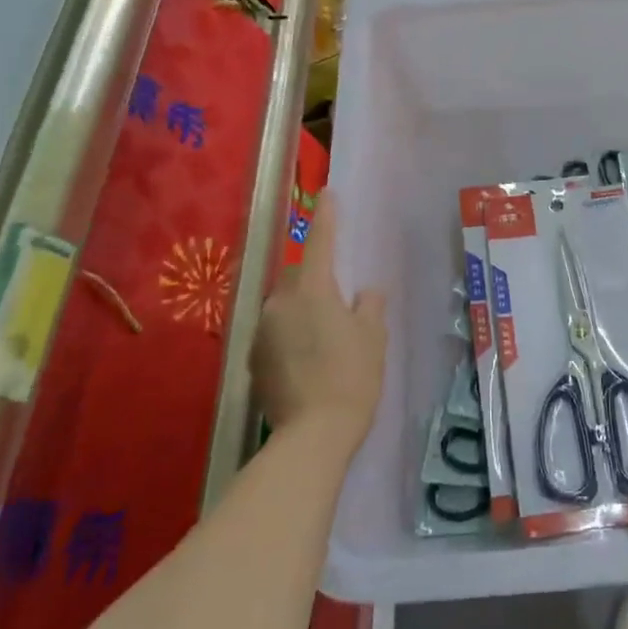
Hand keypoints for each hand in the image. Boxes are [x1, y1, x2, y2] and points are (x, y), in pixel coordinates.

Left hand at [251, 191, 386, 447]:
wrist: (313, 435)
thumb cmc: (352, 377)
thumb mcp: (373, 337)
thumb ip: (369, 306)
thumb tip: (364, 292)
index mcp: (311, 290)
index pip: (320, 243)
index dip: (326, 218)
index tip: (328, 194)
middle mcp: (279, 304)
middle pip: (298, 278)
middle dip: (316, 279)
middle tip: (339, 298)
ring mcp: (262, 333)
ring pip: (285, 307)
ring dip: (303, 311)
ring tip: (326, 335)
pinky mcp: (254, 361)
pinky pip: (276, 334)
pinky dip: (292, 337)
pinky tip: (309, 360)